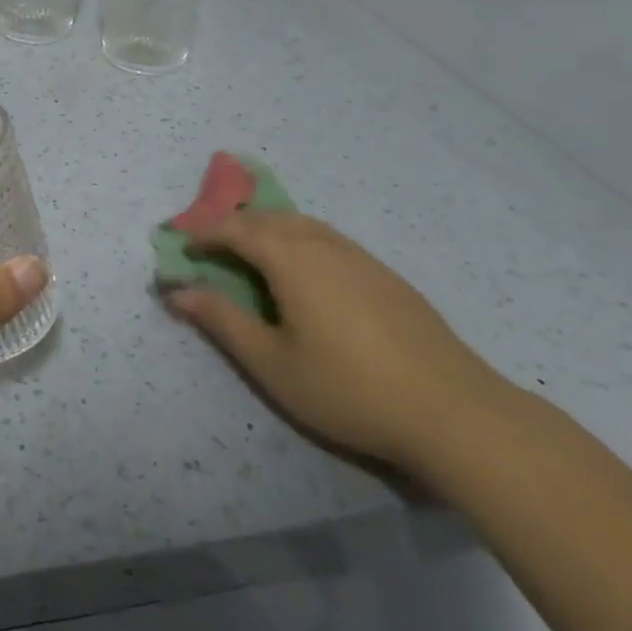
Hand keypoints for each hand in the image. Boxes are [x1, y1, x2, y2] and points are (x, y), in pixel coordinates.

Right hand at [165, 211, 509, 476]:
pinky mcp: (387, 276)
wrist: (454, 412)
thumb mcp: (271, 362)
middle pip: (269, 218)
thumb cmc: (348, 388)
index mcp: (291, 258)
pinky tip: (306, 276)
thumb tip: (178, 290)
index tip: (184, 249)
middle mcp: (324, 245)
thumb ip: (222, 320)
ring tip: (253, 257)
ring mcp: (361, 257)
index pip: (235, 229)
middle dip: (234, 226)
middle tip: (212, 249)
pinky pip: (329, 240)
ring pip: (303, 225)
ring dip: (269, 231)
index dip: (205, 234)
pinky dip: (300, 242)